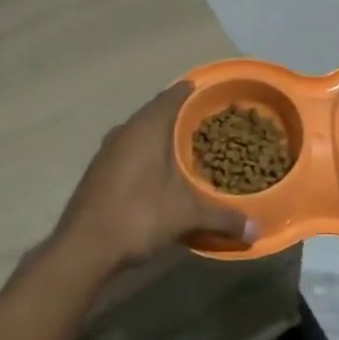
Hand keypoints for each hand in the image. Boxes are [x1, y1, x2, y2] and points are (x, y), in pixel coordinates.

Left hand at [51, 82, 257, 274]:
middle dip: (178, 114)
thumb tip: (255, 231)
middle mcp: (125, 131)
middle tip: (204, 121)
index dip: (190, 92)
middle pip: (155, 112)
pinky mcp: (97, 171)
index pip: (172, 96)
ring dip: (158, 134)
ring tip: (183, 144)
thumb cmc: (139, 216)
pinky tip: (156, 171)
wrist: (83, 248)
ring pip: (138, 131)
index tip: (208, 91)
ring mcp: (107, 151)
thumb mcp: (187, 216)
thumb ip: (222, 217)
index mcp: (147, 128)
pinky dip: (144, 152)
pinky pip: (127, 149)